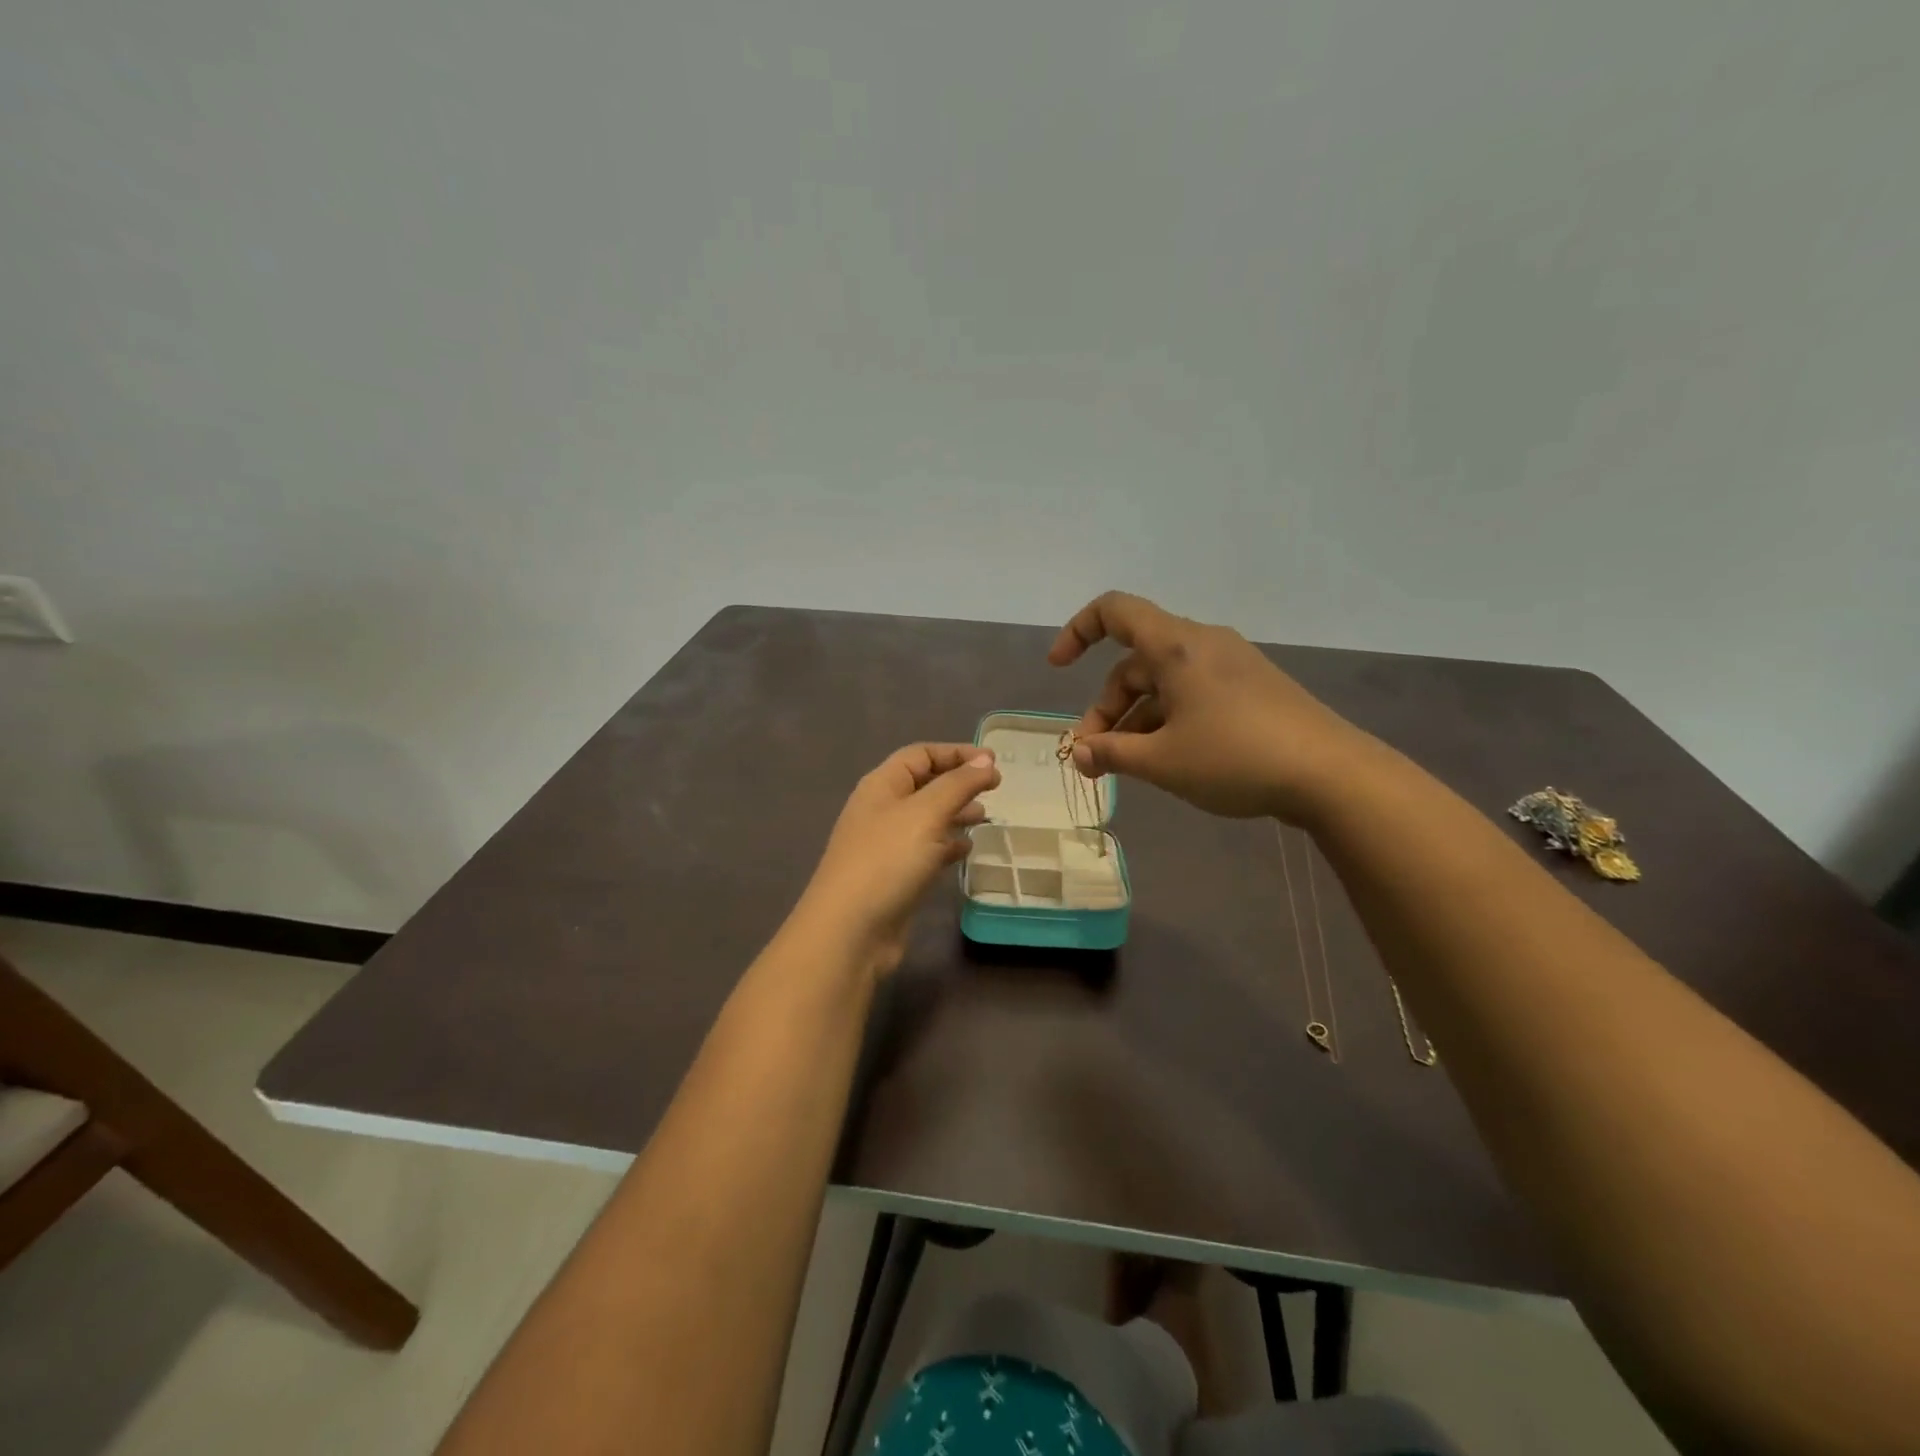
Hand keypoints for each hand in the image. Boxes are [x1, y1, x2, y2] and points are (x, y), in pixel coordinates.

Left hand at [794, 743, 1001, 975]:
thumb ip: (958, 784)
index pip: (920, 755)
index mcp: (882, 786)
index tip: (993, 762)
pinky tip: (967, 850)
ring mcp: (886, 845)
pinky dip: (947, 845)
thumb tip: (985, 761)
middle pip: (924, 784)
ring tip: (986, 816)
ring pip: (927, 819)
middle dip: (959, 783)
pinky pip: (926, 850)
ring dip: (956, 813)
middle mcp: (882, 810)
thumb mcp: (926, 813)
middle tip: (996, 789)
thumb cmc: (887, 860)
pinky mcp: (895, 876)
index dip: (956, 753)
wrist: (850, 930)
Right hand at [1048, 591, 1379, 822]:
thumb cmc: (1235, 758)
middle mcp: (1201, 645)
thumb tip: (1078, 753)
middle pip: (1134, 662)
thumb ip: (1111, 753)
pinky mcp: (1251, 689)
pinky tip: (1165, 760)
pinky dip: (1167, 720)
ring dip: (1135, 720)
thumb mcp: (1162, 761)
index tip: (1058, 668)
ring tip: (1124, 767)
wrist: (1332, 775)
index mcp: (1175, 646)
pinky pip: (1192, 694)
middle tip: (1093, 758)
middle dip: (1106, 708)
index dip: (1077, 631)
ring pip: (1163, 683)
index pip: (1113, 611)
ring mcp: (1230, 666)